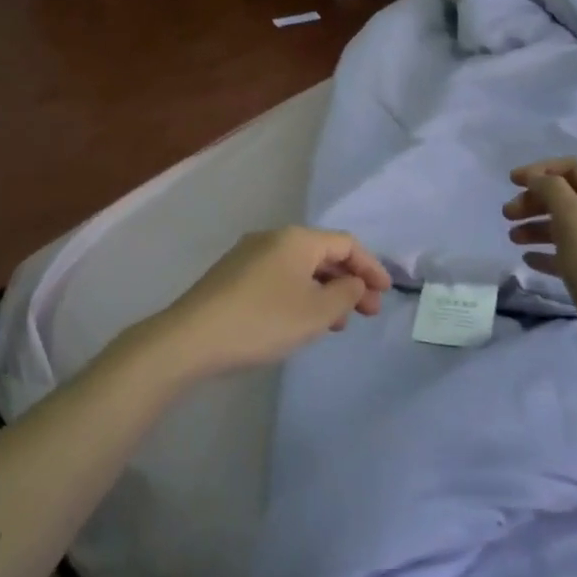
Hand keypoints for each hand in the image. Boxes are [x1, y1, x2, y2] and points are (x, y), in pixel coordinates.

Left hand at [133, 227, 390, 380]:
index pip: (346, 244)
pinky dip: (300, 294)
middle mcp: (273, 238)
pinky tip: (301, 320)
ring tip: (337, 323)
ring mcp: (248, 256)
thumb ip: (345, 294)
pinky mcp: (232, 276)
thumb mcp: (316, 312)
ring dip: (325, 291)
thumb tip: (353, 282)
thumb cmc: (263, 321)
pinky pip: (279, 278)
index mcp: (296, 239)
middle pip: (322, 254)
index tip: (385, 294)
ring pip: (300, 268)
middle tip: (366, 313)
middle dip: (349, 282)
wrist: (191, 338)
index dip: (370, 267)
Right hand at [504, 158, 576, 356]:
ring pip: (564, 224)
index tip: (511, 181)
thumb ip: (550, 189)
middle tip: (507, 213)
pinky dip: (546, 251)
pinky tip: (528, 258)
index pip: (574, 168)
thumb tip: (536, 179)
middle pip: (566, 196)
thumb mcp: (571, 216)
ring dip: (535, 225)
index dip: (541, 170)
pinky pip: (566, 252)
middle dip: (534, 201)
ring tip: (512, 237)